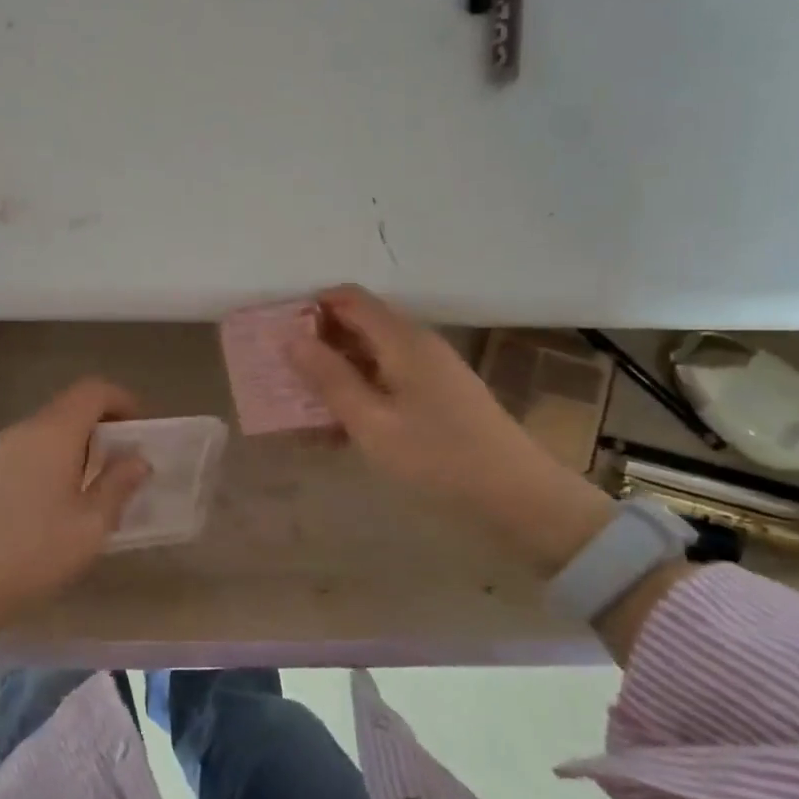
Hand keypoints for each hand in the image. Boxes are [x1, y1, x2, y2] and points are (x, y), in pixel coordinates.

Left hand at [0, 379, 149, 682]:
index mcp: (53, 433)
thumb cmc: (36, 552)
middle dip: (100, 427)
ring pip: (45, 432)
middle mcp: (23, 430)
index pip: (92, 391)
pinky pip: (25, 452)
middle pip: (68, 409)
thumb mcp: (91, 524)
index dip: (121, 401)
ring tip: (92, 488)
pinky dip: (49, 462)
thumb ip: (118, 485)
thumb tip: (137, 459)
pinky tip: (54, 504)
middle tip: (121, 463)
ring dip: (74, 447)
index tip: (139, 429)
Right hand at [287, 285, 615, 576]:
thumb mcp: (371, 422)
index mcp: (402, 339)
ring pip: (370, 354)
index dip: (310, 309)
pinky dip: (359, 391)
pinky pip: (387, 378)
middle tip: (283, 375)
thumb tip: (290, 338)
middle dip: (318, 343)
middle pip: (358, 323)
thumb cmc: (438, 458)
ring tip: (304, 405)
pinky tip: (340, 426)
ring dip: (335, 371)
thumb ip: (328, 378)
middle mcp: (417, 343)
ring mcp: (430, 369)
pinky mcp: (437, 395)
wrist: (520, 499)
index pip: (347, 298)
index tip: (278, 338)